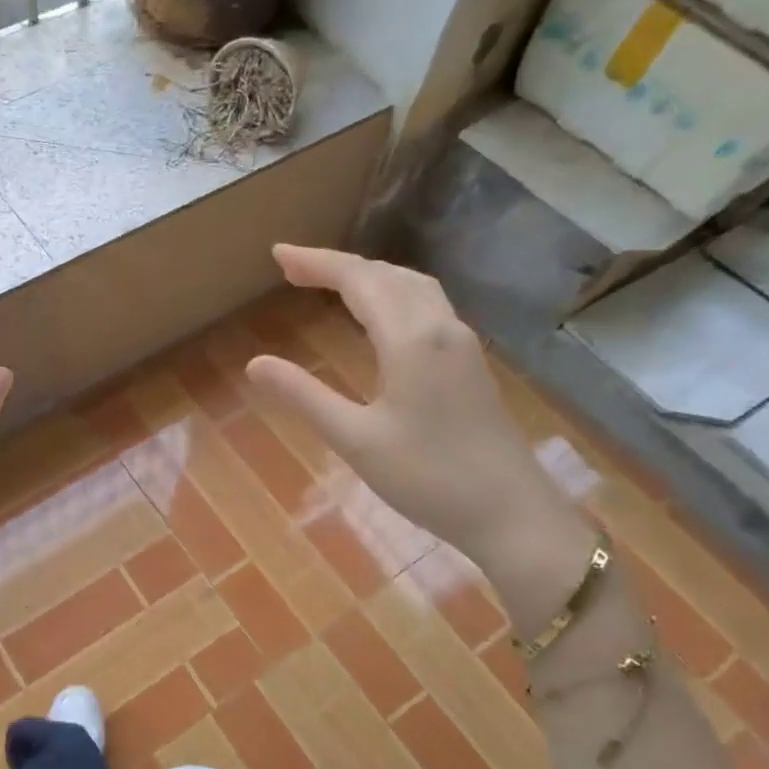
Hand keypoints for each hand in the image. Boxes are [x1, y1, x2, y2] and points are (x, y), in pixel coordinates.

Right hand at [245, 245, 592, 622]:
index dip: (316, 262)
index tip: (277, 254)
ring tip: (331, 284)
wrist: (512, 514)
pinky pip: (427, 306)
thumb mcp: (354, 440)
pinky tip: (380, 317)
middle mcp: (440, 328)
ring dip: (370, 277)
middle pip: (387, 275)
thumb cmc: (428, 478)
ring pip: (413, 287)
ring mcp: (461, 344)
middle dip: (338, 266)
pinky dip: (393, 294)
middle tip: (293, 270)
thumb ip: (304, 396)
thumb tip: (256, 363)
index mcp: (410, 339)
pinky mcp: (470, 364)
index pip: (358, 280)